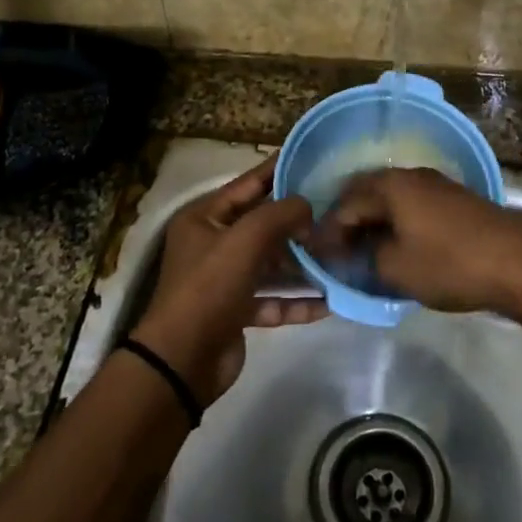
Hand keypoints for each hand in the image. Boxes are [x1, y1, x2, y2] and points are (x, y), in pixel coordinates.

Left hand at [130, 156, 323, 402]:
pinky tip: (329, 302)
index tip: (312, 159)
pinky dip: (297, 300)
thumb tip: (307, 208)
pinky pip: (273, 298)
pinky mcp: (237, 311)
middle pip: (263, 225)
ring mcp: (225, 279)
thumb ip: (280, 214)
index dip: (278, 171)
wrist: (181, 361)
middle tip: (337, 213)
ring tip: (339, 258)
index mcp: (204, 218)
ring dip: (302, 264)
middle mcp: (213, 243)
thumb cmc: (209, 288)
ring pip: (271, 263)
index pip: (248, 184)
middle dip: (298, 223)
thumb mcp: (245, 240)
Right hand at [313, 168, 521, 324]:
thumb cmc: (450, 265)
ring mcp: (436, 184)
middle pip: (366, 193)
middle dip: (348, 220)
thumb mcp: (396, 269)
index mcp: (390, 186)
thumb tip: (354, 252)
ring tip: (363, 248)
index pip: (345, 205)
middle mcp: (410, 175)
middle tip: (336, 249)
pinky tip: (395, 242)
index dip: (328, 232)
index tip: (318, 257)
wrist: (518, 264)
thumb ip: (365, 257)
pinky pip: (411, 204)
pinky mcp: (454, 198)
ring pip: (390, 198)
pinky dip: (396, 221)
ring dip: (373, 220)